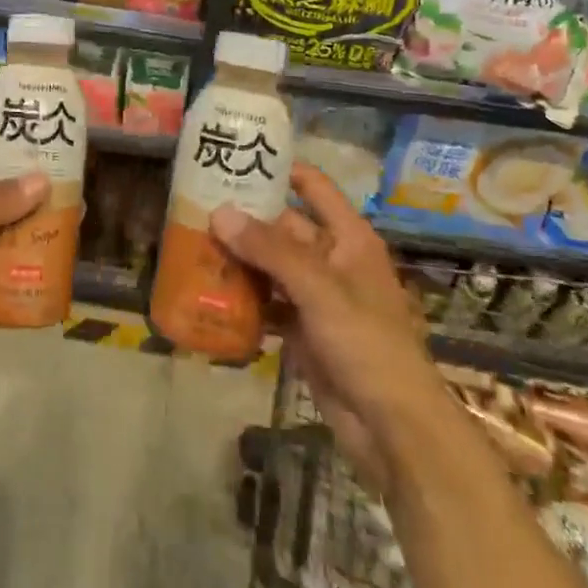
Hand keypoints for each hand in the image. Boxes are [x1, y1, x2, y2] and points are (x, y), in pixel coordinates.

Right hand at [210, 163, 440, 495]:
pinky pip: (268, 304)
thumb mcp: (319, 289)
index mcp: (348, 237)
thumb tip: (219, 212)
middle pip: (284, 227)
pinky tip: (209, 292)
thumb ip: (270, 250)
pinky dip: (244, 298)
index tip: (238, 157)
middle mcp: (332, 259)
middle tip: (198, 206)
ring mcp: (317, 297)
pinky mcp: (303, 332)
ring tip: (193, 243)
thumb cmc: (366, 343)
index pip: (313, 187)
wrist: (394, 430)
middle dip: (246, 219)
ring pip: (272, 266)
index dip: (281, 169)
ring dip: (240, 259)